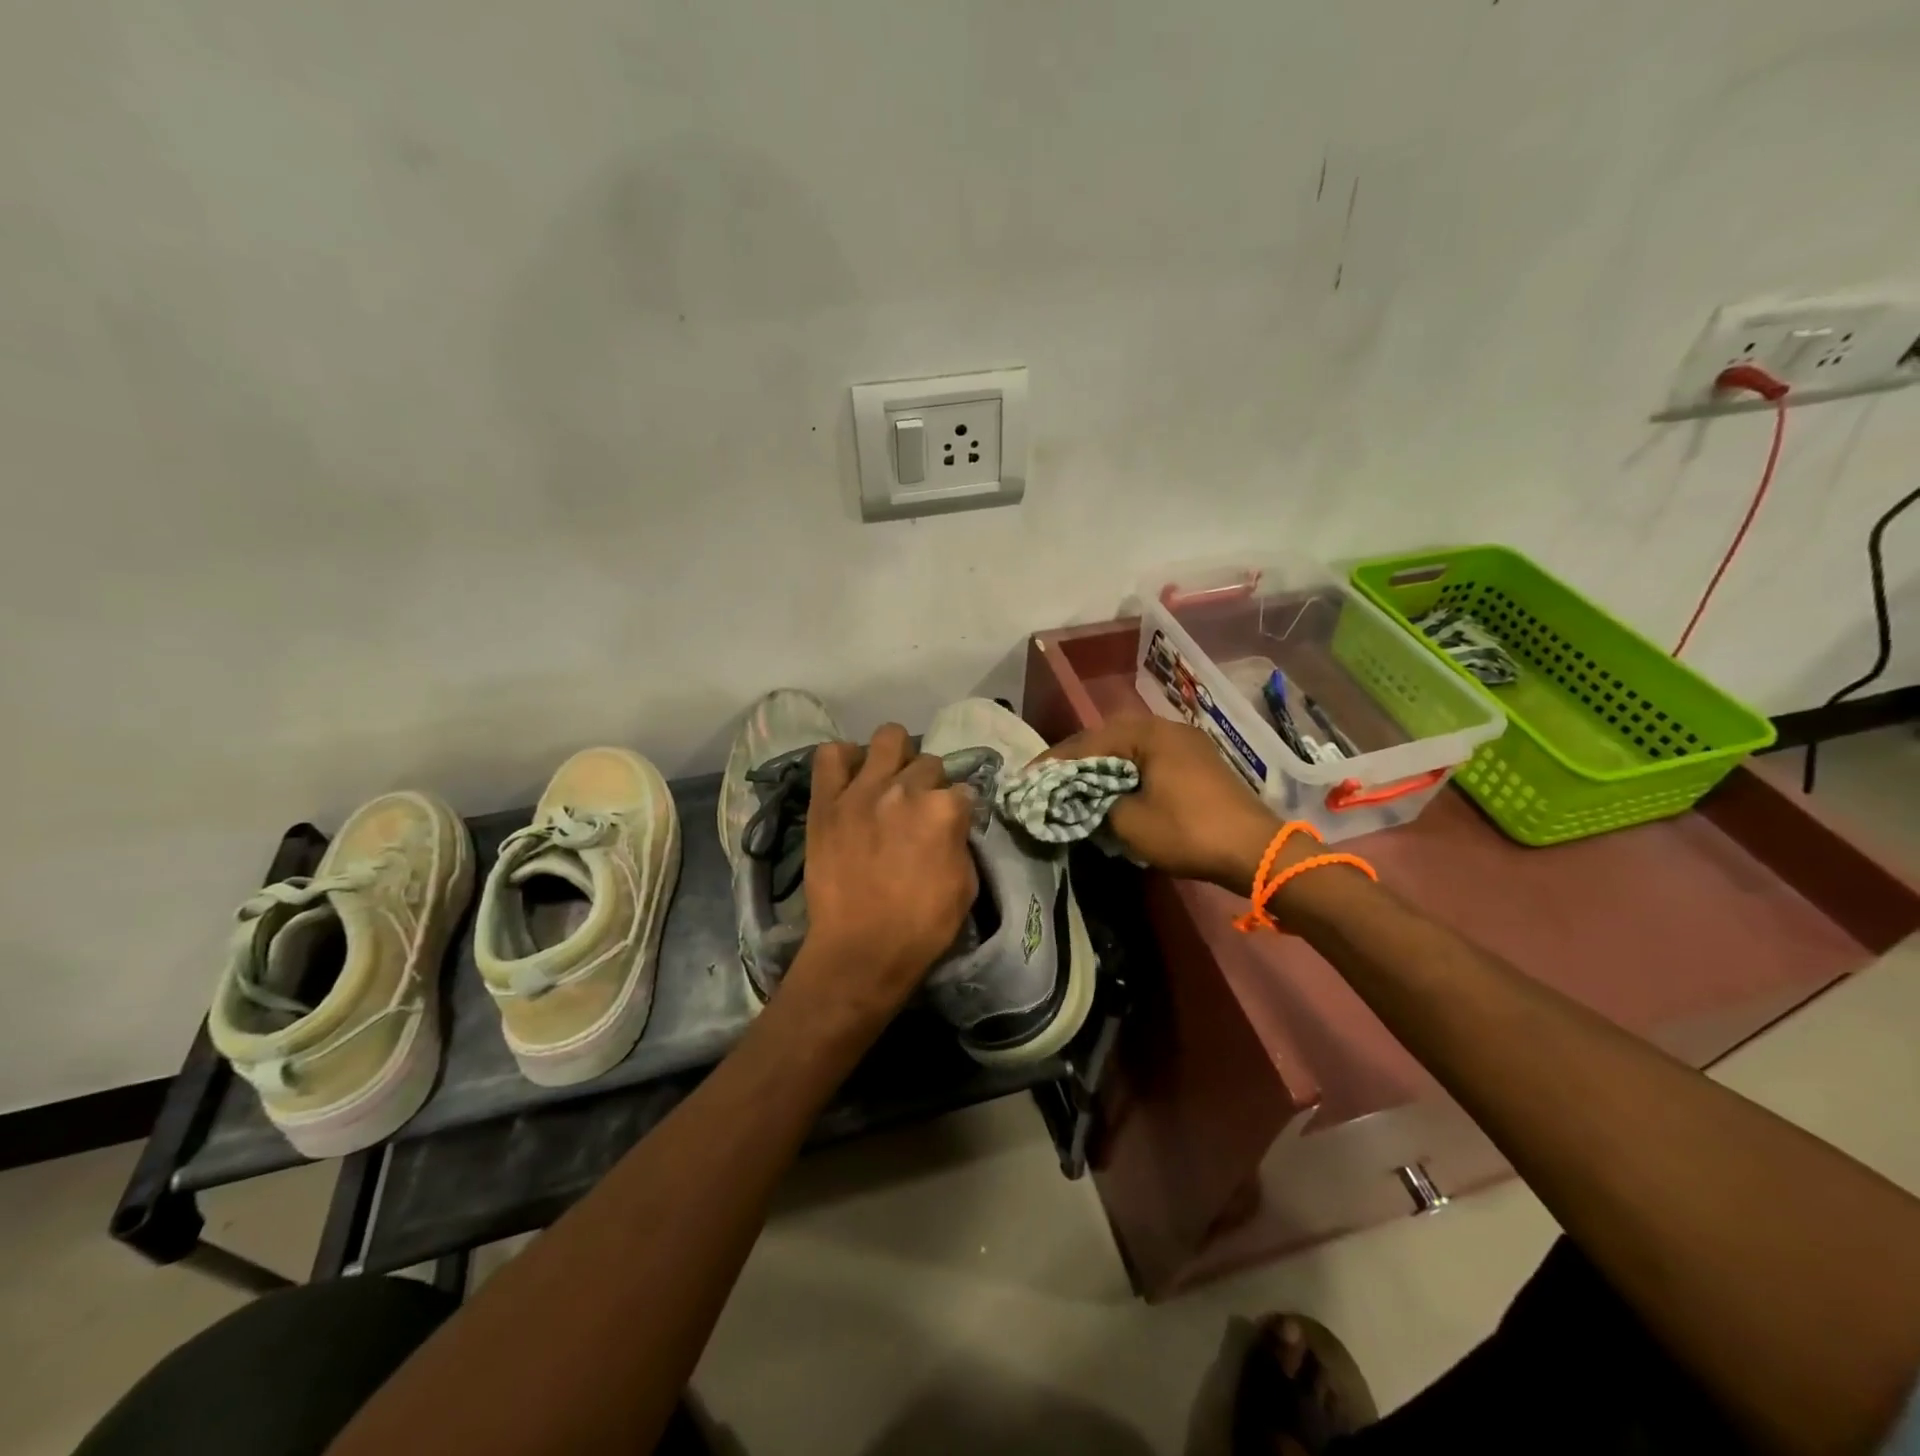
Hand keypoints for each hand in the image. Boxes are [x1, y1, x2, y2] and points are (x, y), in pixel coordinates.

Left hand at [791, 724, 978, 1016]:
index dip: (958, 809)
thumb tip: (952, 823)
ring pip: (888, 738)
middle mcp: (906, 789)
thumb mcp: (966, 886)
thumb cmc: (921, 927)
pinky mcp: (826, 800)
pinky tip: (850, 778)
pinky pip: (830, 755)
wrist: (860, 950)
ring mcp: (862, 790)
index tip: (949, 826)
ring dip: (894, 757)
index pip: (963, 789)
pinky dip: (843, 760)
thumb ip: (961, 841)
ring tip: (887, 781)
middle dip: (928, 783)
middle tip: (916, 809)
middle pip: (928, 762)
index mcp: (944, 810)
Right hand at [1042, 713, 1281, 894]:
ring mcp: (1186, 743)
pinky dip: (1126, 770)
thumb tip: (1083, 801)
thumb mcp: (1130, 823)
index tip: (1026, 778)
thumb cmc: (1188, 831)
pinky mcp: (1198, 762)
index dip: (1054, 762)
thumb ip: (1096, 805)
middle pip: (1108, 738)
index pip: (1087, 742)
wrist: (1256, 851)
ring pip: (1130, 747)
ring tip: (1075, 783)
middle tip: (1048, 779)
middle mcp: (1166, 728)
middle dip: (1076, 759)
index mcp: (1147, 734)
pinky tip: (1114, 787)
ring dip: (1102, 764)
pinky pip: (1149, 758)